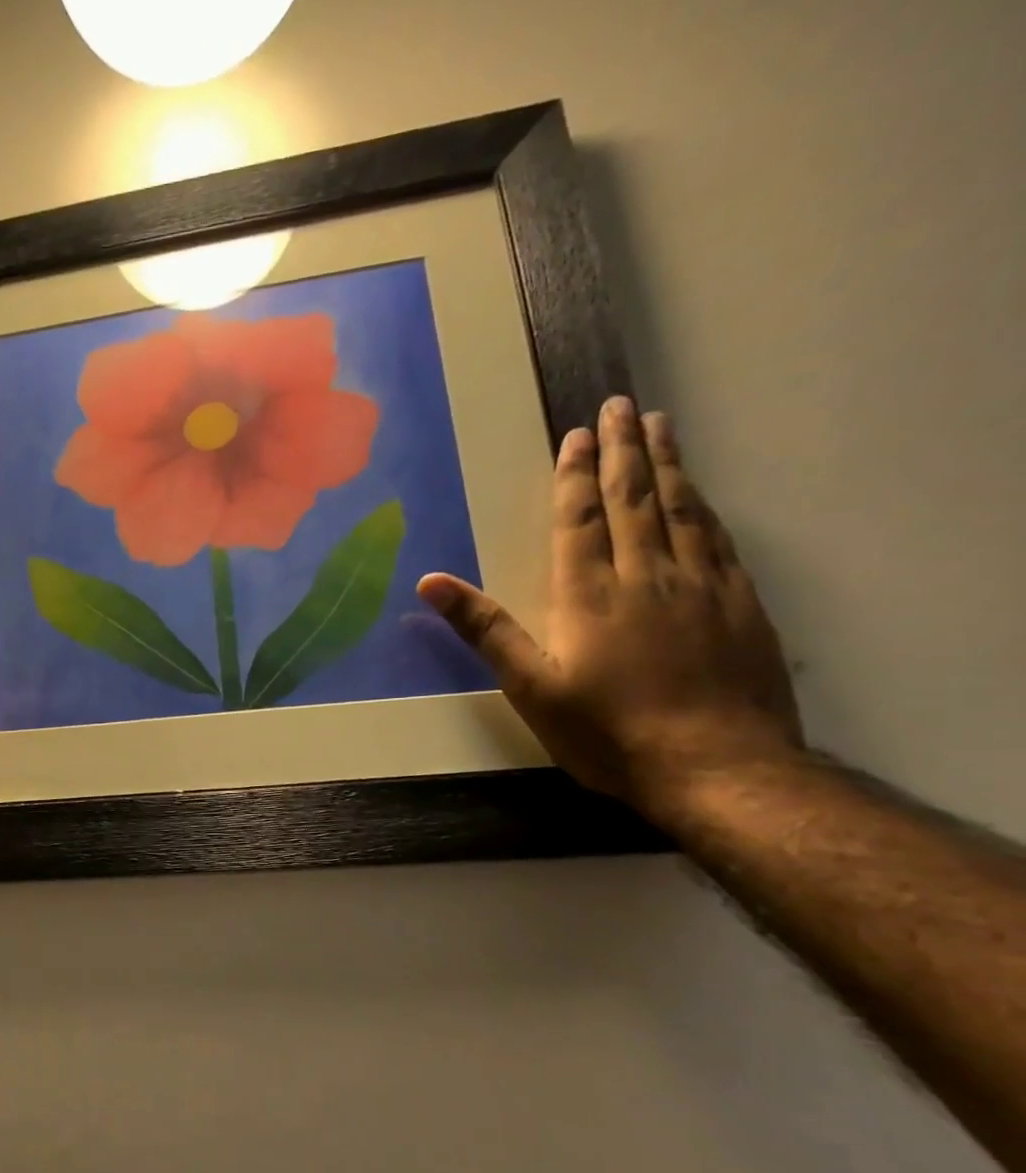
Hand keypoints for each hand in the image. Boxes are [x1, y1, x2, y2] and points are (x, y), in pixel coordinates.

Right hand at [416, 397, 802, 821]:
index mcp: (590, 594)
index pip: (581, 519)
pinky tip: (700, 494)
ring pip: (681, 509)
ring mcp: (702, 586)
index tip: (578, 433)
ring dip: (667, 464)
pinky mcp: (741, 604)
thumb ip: (485, 629)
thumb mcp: (530, 687)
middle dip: (624, 450)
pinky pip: (719, 538)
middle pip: (635, 499)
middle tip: (621, 405)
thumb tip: (430, 581)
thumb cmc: (607, 732)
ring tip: (660, 426)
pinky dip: (703, 506)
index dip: (576, 475)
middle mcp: (648, 576)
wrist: (717, 768)